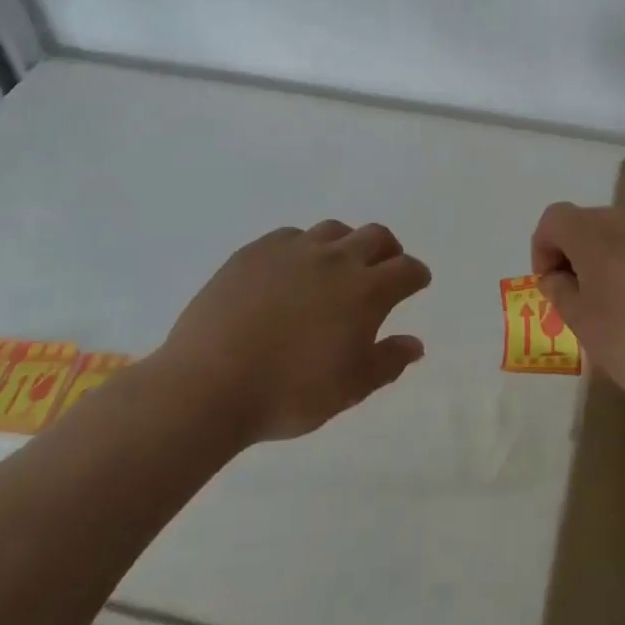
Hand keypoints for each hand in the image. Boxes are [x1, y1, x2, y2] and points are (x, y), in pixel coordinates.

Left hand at [157, 221, 429, 443]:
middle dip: (388, 250)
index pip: (406, 269)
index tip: (416, 283)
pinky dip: (303, 248)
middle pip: (376, 236)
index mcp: (366, 291)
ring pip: (333, 230)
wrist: (208, 385)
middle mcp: (335, 260)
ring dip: (346, 244)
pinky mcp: (254, 252)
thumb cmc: (289, 393)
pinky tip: (291, 271)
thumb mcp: (350, 389)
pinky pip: (290, 237)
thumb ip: (388, 362)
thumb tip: (414, 344)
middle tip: (384, 268)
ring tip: (336, 268)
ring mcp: (292, 251)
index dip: (416, 275)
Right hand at [531, 202, 624, 405]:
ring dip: (616, 263)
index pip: (555, 218)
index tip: (554, 287)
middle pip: (591, 223)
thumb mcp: (591, 330)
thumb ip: (564, 297)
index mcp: (597, 236)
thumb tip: (554, 276)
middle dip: (578, 256)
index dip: (543, 248)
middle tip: (585, 302)